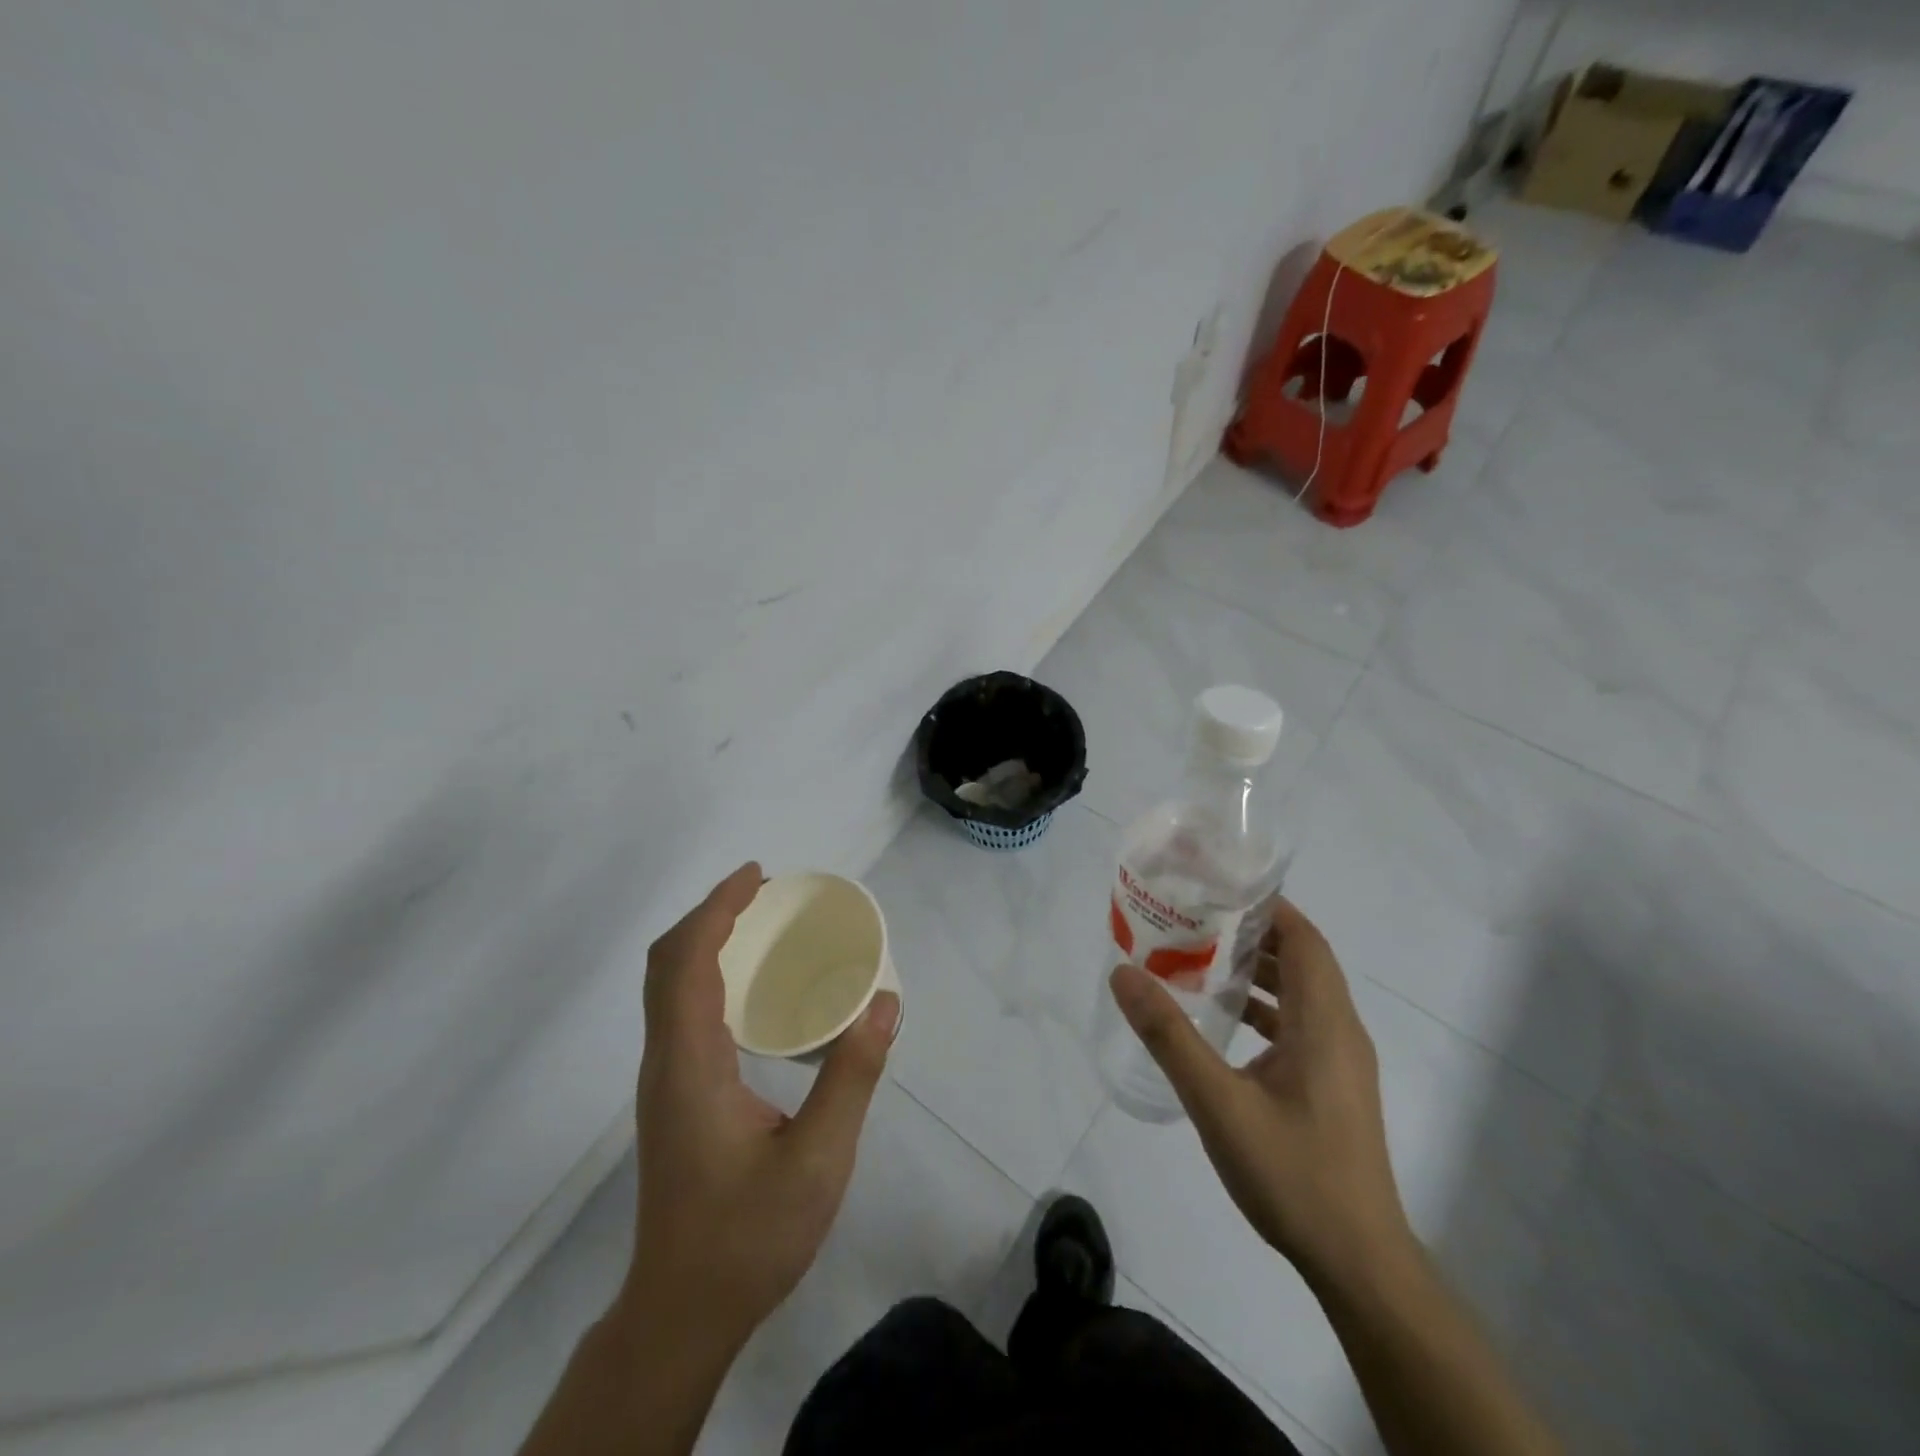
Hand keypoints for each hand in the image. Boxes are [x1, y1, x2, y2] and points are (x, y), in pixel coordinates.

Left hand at [619, 863, 899, 1346]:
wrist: (683, 1312)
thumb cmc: (747, 1237)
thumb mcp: (817, 1160)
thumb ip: (851, 1078)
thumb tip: (884, 1003)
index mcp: (689, 1065)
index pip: (686, 962)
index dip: (717, 909)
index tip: (758, 877)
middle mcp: (666, 1061)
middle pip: (666, 964)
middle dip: (710, 915)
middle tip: (765, 894)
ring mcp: (665, 1080)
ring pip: (667, 987)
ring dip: (705, 941)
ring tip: (761, 925)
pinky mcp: (674, 1095)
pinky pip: (680, 1010)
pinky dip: (706, 973)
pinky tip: (752, 987)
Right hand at [1109, 898, 1411, 1286]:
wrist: (1359, 1263)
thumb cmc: (1293, 1174)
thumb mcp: (1218, 1103)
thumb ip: (1169, 1036)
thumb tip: (1124, 974)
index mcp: (1324, 1022)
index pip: (1304, 939)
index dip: (1267, 906)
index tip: (1217, 889)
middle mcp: (1340, 1031)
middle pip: (1302, 959)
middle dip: (1252, 933)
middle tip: (1195, 919)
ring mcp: (1341, 1061)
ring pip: (1300, 993)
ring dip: (1257, 970)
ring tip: (1200, 958)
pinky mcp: (1333, 1086)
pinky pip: (1299, 1024)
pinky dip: (1264, 1007)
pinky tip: (1223, 1020)